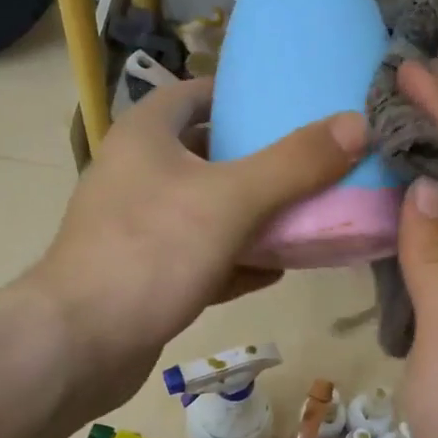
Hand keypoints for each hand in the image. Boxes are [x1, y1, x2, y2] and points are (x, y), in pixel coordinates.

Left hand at [26, 77, 367, 416]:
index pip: (197, 93)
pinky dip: (236, 259)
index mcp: (146, 135)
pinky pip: (201, 256)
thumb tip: (358, 124)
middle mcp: (138, 173)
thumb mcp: (231, 200)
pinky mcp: (146, 274)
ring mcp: (140, 227)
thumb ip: (294, 163)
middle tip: (314, 166)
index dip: (243, 95)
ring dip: (254, 216)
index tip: (292, 106)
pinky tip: (276, 270)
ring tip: (308, 218)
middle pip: (209, 153)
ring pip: (208, 210)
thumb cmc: (150, 252)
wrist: (80, 344)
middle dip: (261, 161)